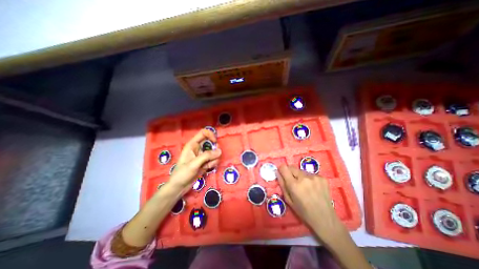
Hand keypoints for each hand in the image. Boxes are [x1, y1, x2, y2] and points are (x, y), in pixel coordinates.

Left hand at [166, 129, 220, 194]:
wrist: (179, 187)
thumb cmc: (182, 174)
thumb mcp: (194, 164)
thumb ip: (206, 156)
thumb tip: (219, 151)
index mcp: (192, 145)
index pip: (203, 133)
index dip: (210, 135)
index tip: (215, 142)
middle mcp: (198, 148)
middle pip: (211, 142)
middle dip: (215, 148)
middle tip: (215, 156)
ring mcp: (202, 156)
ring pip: (214, 152)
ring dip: (215, 158)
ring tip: (209, 165)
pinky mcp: (205, 162)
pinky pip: (214, 159)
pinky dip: (214, 163)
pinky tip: (208, 168)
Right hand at [277, 165, 348, 244]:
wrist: (326, 219)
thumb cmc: (304, 212)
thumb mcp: (289, 200)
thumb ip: (282, 184)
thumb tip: (277, 172)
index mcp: (294, 185)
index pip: (284, 168)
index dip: (281, 169)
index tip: (282, 173)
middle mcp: (304, 178)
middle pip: (292, 167)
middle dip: (290, 172)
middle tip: (293, 182)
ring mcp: (314, 177)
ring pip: (301, 170)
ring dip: (300, 176)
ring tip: (305, 186)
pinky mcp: (322, 178)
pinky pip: (310, 174)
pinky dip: (309, 178)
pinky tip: (313, 188)